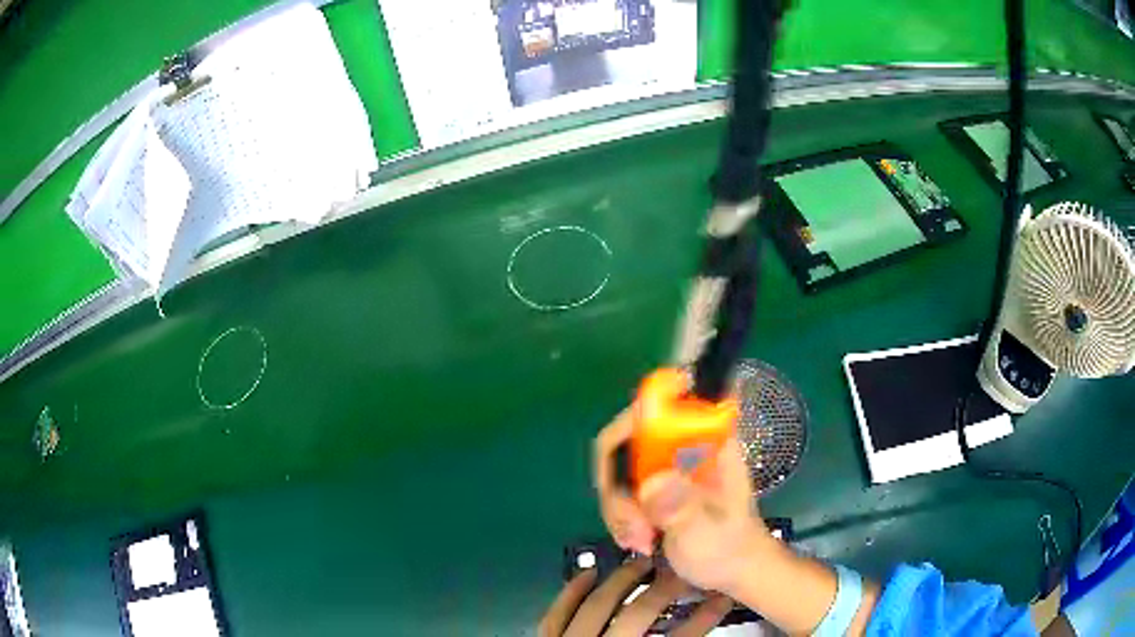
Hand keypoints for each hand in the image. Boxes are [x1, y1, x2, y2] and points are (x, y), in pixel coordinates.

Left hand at [538, 558, 733, 636]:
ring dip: (622, 581)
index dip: (704, 618)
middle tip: (683, 571)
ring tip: (644, 562)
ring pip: (597, 606)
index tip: (724, 598)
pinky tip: (588, 573)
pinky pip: (555, 614)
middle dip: (665, 589)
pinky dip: (570, 592)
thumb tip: (697, 630)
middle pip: (639, 615)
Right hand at [594, 409, 774, 594]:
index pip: (662, 403)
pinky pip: (619, 488)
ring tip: (640, 540)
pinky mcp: (655, 484)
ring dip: (618, 507)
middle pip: (627, 440)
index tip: (627, 475)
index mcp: (707, 438)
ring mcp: (667, 464)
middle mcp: (683, 443)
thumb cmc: (730, 548)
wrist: (732, 571)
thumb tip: (651, 484)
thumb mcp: (708, 532)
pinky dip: (619, 515)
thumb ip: (684, 508)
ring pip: (617, 468)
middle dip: (618, 485)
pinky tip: (637, 540)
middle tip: (634, 525)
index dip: (632, 425)